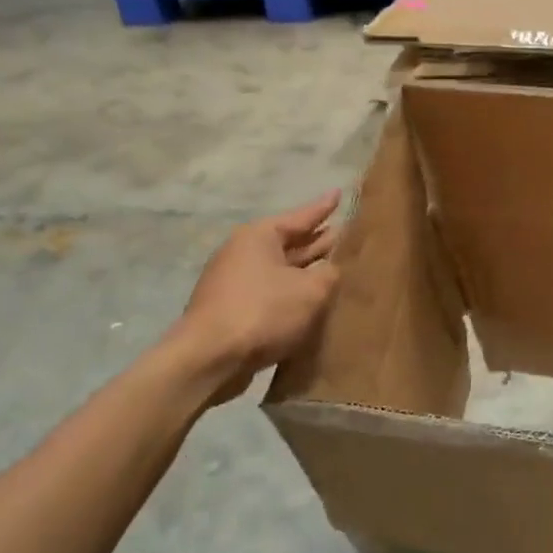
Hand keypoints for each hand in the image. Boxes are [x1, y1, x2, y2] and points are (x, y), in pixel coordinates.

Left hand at [169, 192, 342, 391]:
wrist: (208, 359)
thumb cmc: (263, 312)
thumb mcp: (311, 290)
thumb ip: (329, 274)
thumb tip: (330, 271)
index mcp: (260, 236)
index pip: (301, 216)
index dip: (323, 207)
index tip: (339, 193)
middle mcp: (244, 253)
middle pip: (289, 242)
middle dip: (317, 240)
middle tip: (344, 233)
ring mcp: (234, 282)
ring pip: (280, 269)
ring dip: (306, 269)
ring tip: (334, 266)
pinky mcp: (232, 309)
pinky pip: (271, 292)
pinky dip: (291, 292)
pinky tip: (310, 300)